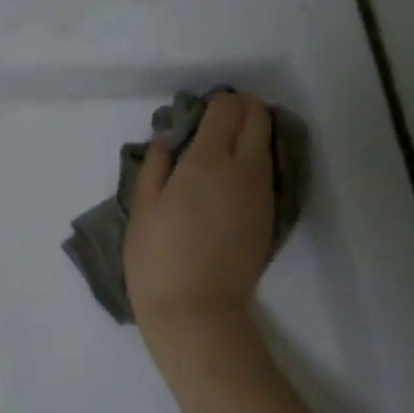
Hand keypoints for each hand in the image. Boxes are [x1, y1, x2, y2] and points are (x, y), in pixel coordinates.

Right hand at [124, 91, 275, 355]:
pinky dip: (252, 164)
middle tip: (212, 128)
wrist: (196, 310)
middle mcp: (244, 168)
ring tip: (216, 159)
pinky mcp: (270, 214)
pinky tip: (226, 187)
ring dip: (247, 138)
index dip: (214, 102)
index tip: (195, 117)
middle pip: (259, 115)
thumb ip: (156, 163)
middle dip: (239, 110)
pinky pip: (266, 172)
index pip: (228, 106)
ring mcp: (263, 192)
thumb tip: (168, 137)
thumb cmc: (157, 258)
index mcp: (208, 161)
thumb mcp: (142, 207)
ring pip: (266, 143)